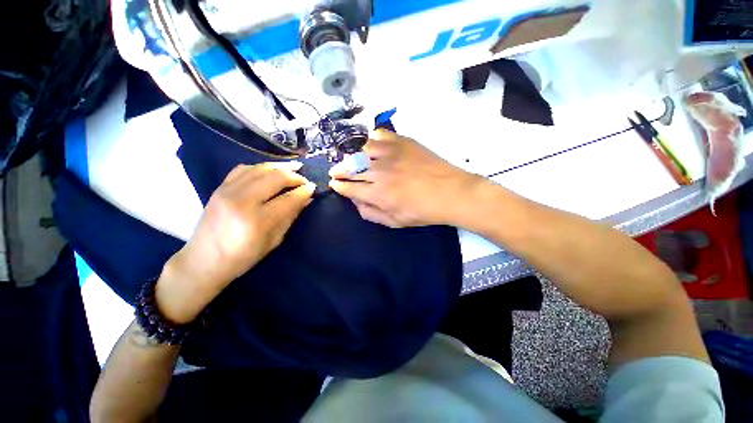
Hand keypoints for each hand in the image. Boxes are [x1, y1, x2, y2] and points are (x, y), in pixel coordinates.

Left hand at [156, 162, 315, 322]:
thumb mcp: (273, 241)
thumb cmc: (242, 257)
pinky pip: (244, 168)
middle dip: (295, 177)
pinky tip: (270, 170)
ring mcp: (228, 191)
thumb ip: (290, 217)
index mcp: (257, 220)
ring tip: (294, 168)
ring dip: (281, 167)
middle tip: (305, 180)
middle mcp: (242, 201)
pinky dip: (261, 167)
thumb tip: (306, 199)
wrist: (203, 260)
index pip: (288, 198)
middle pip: (275, 178)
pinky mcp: (220, 187)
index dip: (304, 191)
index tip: (314, 188)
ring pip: (260, 169)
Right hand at [329, 129, 481, 227]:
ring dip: (351, 155)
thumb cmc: (423, 211)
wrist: (451, 192)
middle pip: (351, 168)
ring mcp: (390, 154)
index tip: (334, 184)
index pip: (349, 188)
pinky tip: (371, 145)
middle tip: (336, 172)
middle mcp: (379, 172)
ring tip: (351, 159)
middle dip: (339, 171)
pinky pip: (380, 135)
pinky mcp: (402, 142)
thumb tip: (356, 203)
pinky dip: (372, 139)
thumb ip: (372, 214)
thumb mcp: (396, 222)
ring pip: (361, 150)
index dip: (339, 186)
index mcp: (378, 194)